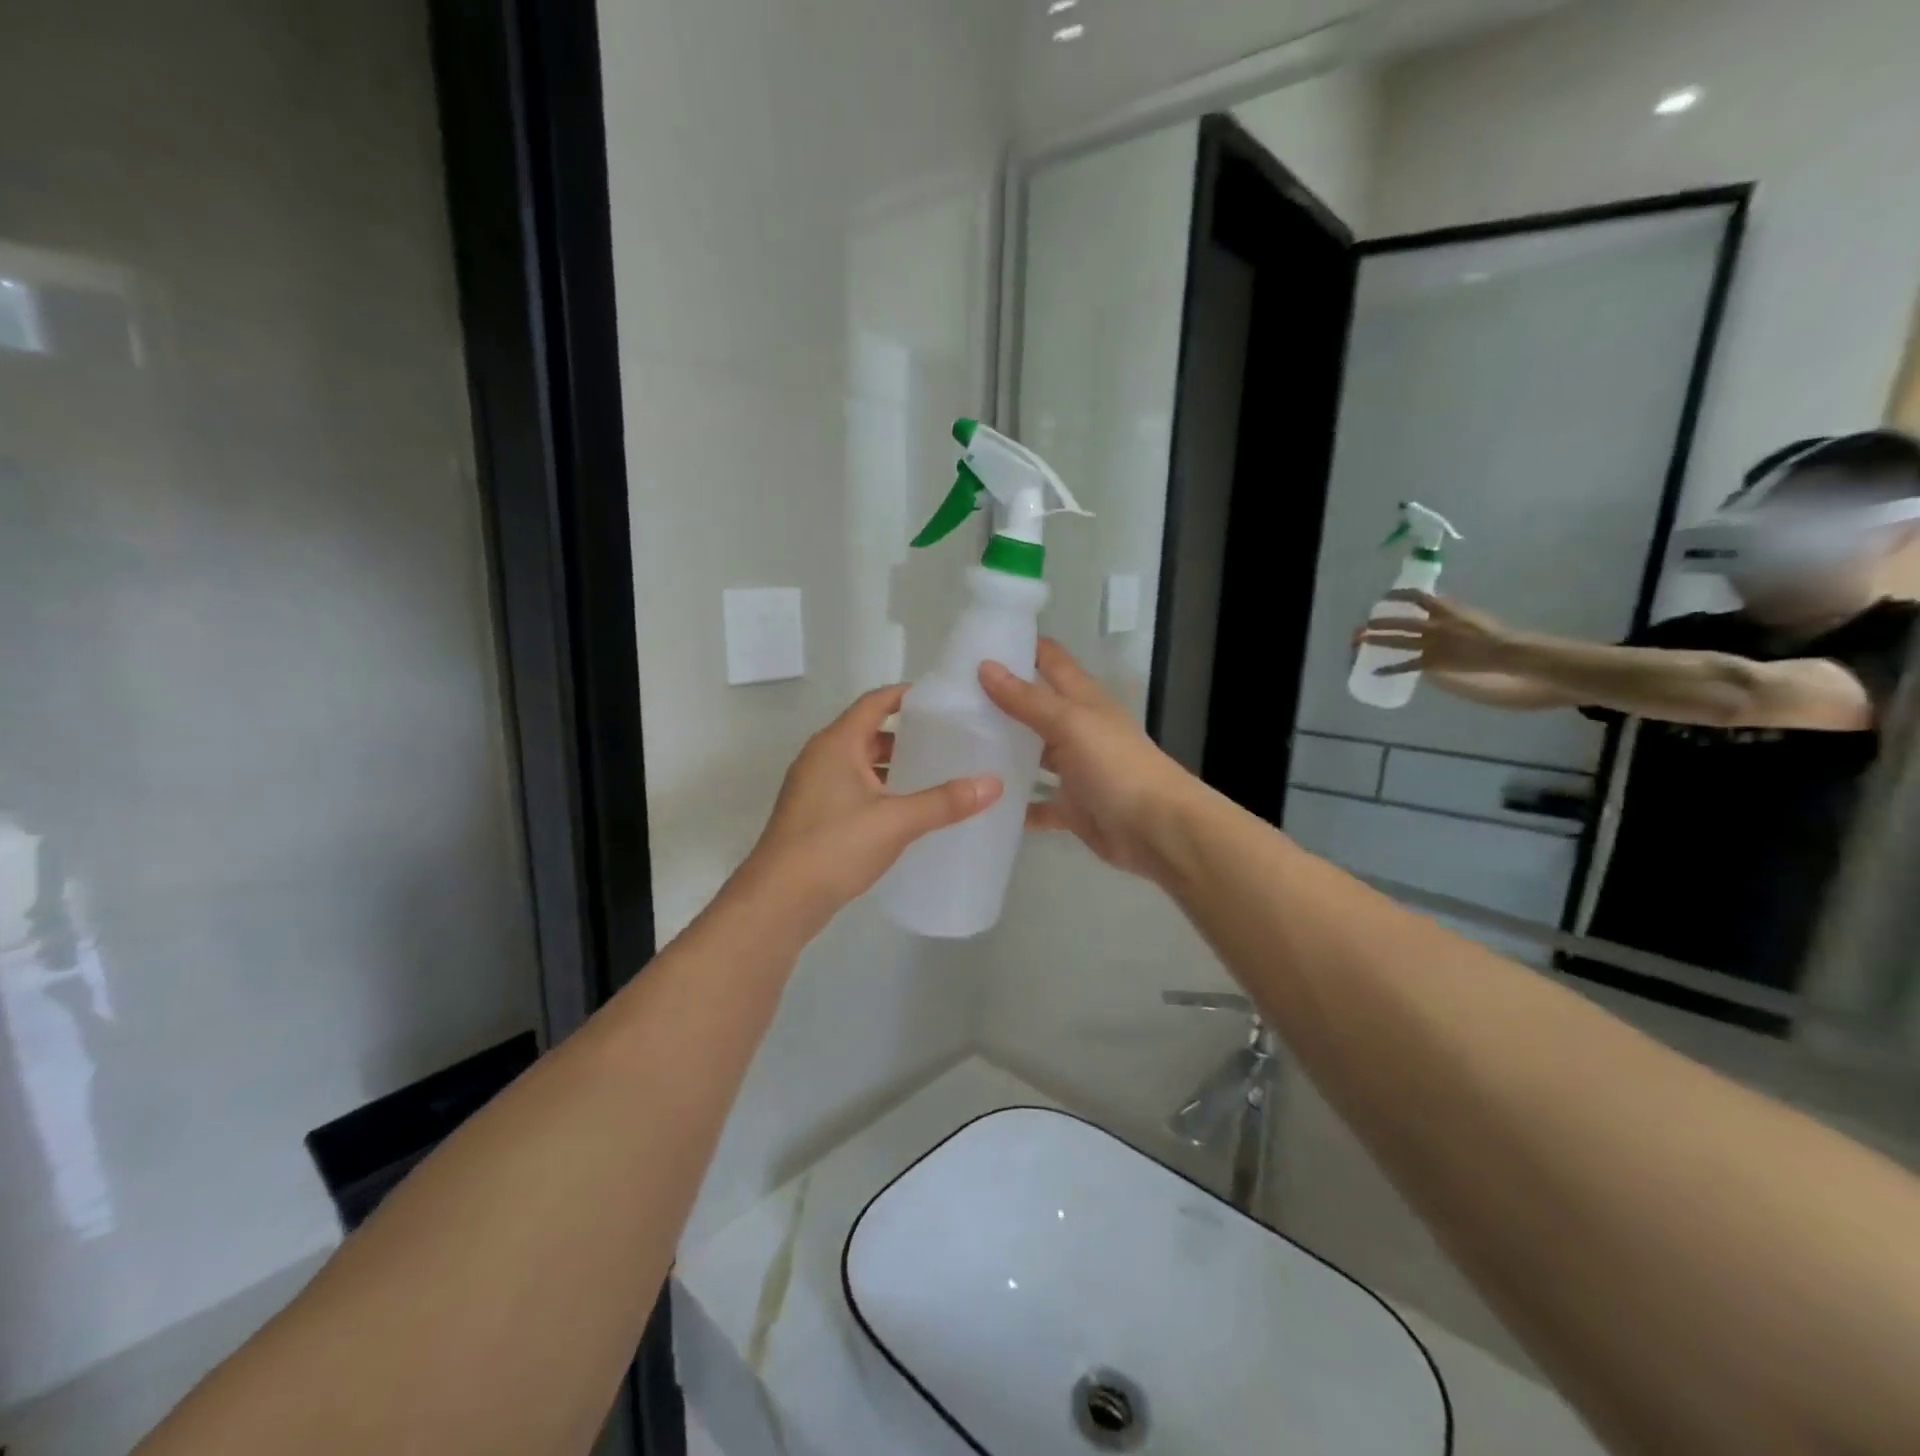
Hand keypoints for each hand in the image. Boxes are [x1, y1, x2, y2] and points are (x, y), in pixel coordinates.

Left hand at [738, 684, 1000, 922]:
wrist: (779, 901)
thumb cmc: (834, 846)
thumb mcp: (896, 821)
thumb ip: (944, 802)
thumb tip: (993, 784)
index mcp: (836, 744)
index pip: (874, 703)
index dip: (906, 696)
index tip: (942, 700)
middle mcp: (821, 757)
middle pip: (868, 732)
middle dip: (906, 735)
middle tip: (948, 740)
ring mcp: (813, 788)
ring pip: (860, 764)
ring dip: (893, 766)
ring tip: (935, 774)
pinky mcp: (813, 816)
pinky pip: (852, 789)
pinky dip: (879, 790)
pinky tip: (906, 811)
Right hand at [978, 640, 1199, 879]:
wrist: (1157, 830)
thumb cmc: (1117, 766)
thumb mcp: (1071, 724)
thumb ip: (1027, 699)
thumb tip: (985, 666)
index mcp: (1082, 699)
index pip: (1049, 660)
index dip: (1020, 646)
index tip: (977, 642)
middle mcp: (1077, 729)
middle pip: (1035, 706)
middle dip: (999, 700)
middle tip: (948, 697)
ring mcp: (1074, 769)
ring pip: (1032, 754)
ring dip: (1003, 751)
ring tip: (956, 747)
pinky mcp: (1071, 806)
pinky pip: (1037, 803)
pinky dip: (1016, 804)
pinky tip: (983, 802)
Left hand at [1359, 591, 1520, 675]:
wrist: (1501, 650)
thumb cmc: (1489, 630)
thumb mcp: (1468, 612)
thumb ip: (1448, 608)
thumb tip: (1433, 600)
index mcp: (1444, 610)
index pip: (1416, 597)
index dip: (1398, 595)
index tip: (1386, 596)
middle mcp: (1433, 625)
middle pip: (1400, 621)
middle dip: (1380, 622)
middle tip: (1365, 622)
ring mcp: (1431, 644)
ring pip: (1398, 641)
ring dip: (1378, 639)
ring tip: (1361, 639)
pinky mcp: (1432, 661)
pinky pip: (1406, 666)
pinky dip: (1390, 669)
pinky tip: (1376, 671)